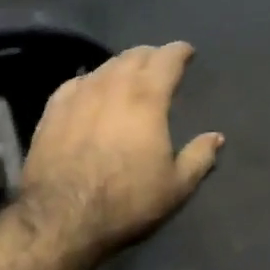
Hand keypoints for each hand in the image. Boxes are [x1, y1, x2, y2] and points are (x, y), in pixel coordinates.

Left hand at [19, 42, 223, 259]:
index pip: (167, 59)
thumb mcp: (176, 186)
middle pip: (134, 56)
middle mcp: (113, 86)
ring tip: (129, 74)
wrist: (61, 217)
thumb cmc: (126, 201)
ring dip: (122, 65)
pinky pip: (77, 82)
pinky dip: (92, 80)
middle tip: (160, 63)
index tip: (187, 52)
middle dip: (151, 55)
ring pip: (105, 66)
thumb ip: (199, 157)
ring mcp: (79, 94)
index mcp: (147, 98)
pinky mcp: (53, 109)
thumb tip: (216, 137)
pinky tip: (91, 89)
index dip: (179, 51)